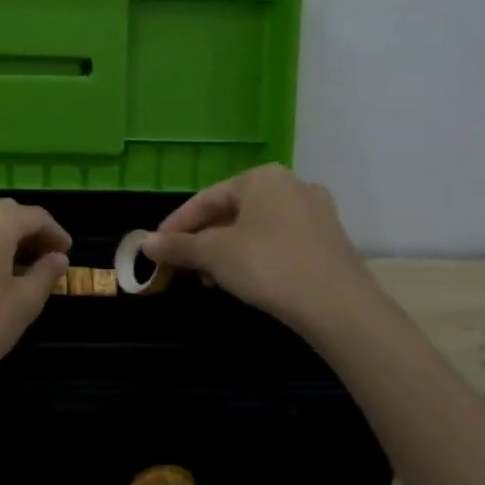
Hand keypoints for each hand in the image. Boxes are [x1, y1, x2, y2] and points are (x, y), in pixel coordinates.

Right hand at [140, 165, 381, 342]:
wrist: (339, 306)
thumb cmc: (268, 266)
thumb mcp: (213, 255)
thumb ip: (178, 246)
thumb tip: (145, 244)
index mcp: (262, 178)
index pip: (206, 198)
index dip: (177, 224)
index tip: (156, 247)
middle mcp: (292, 185)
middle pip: (232, 211)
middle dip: (203, 240)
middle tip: (183, 266)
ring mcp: (316, 212)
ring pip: (256, 228)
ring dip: (227, 251)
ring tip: (211, 279)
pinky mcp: (330, 240)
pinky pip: (280, 241)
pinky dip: (256, 256)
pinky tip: (246, 280)